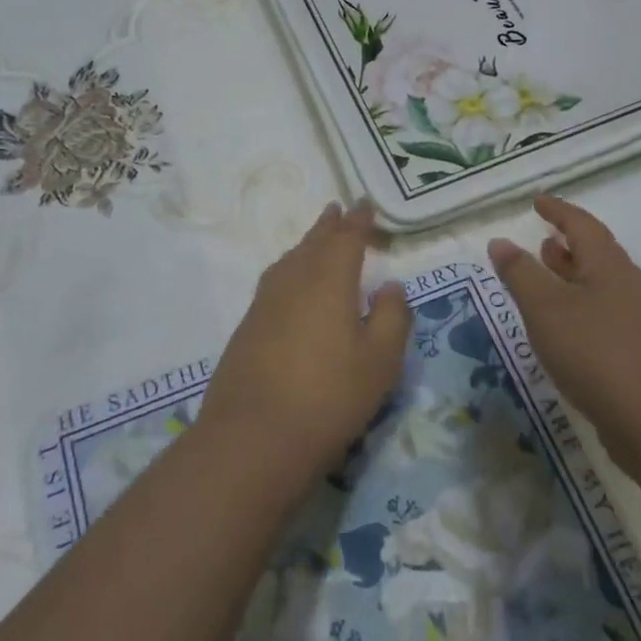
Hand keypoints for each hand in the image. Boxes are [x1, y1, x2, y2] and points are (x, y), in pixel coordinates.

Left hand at [200, 200, 411, 478]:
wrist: (253, 437)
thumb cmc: (329, 396)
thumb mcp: (380, 360)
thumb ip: (393, 317)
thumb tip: (391, 286)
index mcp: (329, 280)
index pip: (346, 239)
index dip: (358, 221)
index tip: (364, 204)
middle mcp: (293, 282)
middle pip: (313, 244)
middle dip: (328, 226)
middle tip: (337, 209)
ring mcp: (264, 304)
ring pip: (289, 261)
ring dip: (306, 245)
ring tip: (315, 241)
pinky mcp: (247, 328)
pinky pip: (274, 282)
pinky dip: (289, 271)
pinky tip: (290, 285)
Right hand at [488, 195, 640, 465]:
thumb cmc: (597, 353)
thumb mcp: (546, 308)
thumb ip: (520, 274)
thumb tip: (500, 241)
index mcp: (608, 265)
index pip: (581, 224)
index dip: (558, 210)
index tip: (537, 202)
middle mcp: (627, 285)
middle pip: (595, 253)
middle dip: (567, 244)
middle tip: (541, 239)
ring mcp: (637, 320)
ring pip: (599, 286)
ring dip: (571, 277)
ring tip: (546, 279)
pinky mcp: (638, 352)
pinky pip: (602, 315)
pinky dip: (578, 308)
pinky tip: (563, 329)